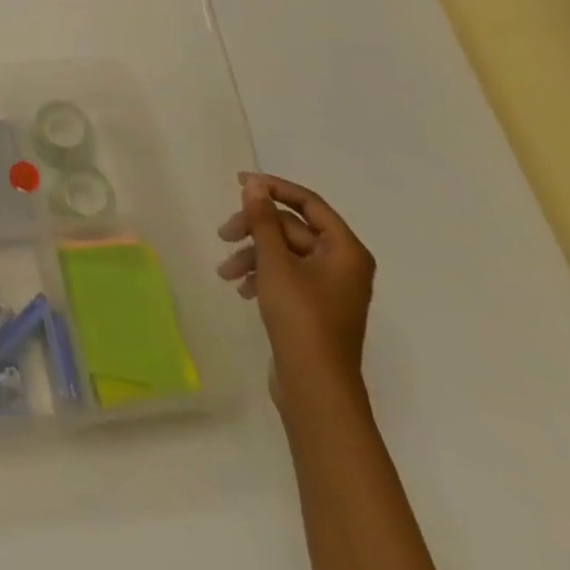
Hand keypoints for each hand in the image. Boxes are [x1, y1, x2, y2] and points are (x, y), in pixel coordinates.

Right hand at [215, 173, 374, 408]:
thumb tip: (254, 184)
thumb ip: (263, 219)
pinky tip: (240, 288)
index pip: (308, 202)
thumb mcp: (275, 261)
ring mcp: (330, 287)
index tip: (239, 182)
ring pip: (285, 253)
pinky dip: (262, 275)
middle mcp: (343, 264)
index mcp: (345, 250)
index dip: (273, 187)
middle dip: (255, 229)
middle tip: (223, 234)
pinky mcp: (316, 307)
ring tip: (225, 271)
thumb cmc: (300, 317)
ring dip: (252, 255)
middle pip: (292, 228)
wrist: (316, 387)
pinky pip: (286, 275)